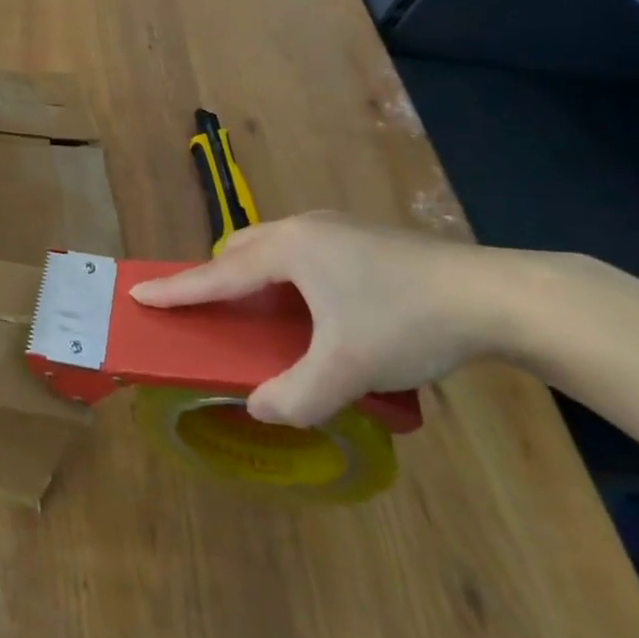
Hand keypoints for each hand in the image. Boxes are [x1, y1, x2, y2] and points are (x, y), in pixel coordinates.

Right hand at [130, 212, 524, 427]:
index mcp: (288, 251)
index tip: (139, 292)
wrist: (499, 296)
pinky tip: (316, 302)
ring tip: (262, 308)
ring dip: (256, 273)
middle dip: (217, 275)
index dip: (177, 289)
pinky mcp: (366, 238)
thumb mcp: (348, 369)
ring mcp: (338, 229)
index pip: (217, 274)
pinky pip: (305, 252)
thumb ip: (296, 394)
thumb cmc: (408, 323)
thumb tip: (259, 409)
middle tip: (210, 307)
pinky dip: (289, 274)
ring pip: (275, 246)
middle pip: (242, 249)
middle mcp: (304, 229)